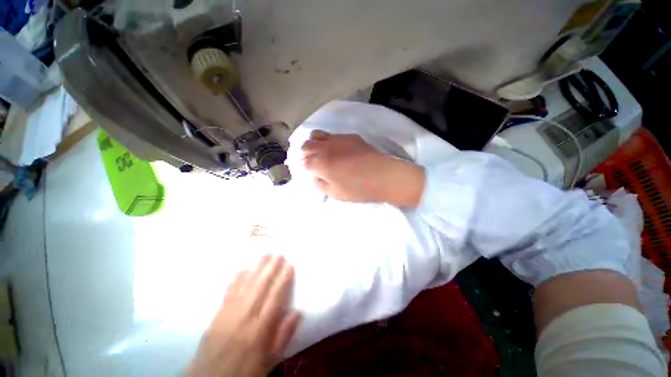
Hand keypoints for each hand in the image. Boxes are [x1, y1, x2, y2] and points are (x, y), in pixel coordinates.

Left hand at [187, 254, 300, 376]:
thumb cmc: (245, 372)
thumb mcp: (270, 361)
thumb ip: (284, 336)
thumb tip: (298, 311)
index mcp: (260, 330)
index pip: (275, 297)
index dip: (284, 279)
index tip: (290, 263)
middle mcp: (245, 317)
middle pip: (260, 287)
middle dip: (271, 267)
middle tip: (279, 252)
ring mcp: (229, 314)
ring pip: (245, 285)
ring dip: (256, 267)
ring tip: (265, 253)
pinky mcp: (217, 315)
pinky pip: (228, 291)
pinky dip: (236, 276)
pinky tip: (242, 266)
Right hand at [301, 130, 425, 206]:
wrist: (384, 176)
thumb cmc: (359, 189)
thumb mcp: (335, 193)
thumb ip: (318, 183)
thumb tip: (311, 175)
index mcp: (320, 163)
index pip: (302, 163)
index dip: (303, 169)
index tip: (308, 173)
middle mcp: (325, 147)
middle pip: (306, 146)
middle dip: (304, 154)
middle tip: (311, 163)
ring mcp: (337, 139)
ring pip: (316, 135)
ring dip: (313, 144)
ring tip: (320, 153)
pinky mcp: (349, 136)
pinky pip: (332, 135)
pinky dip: (328, 141)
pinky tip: (336, 149)